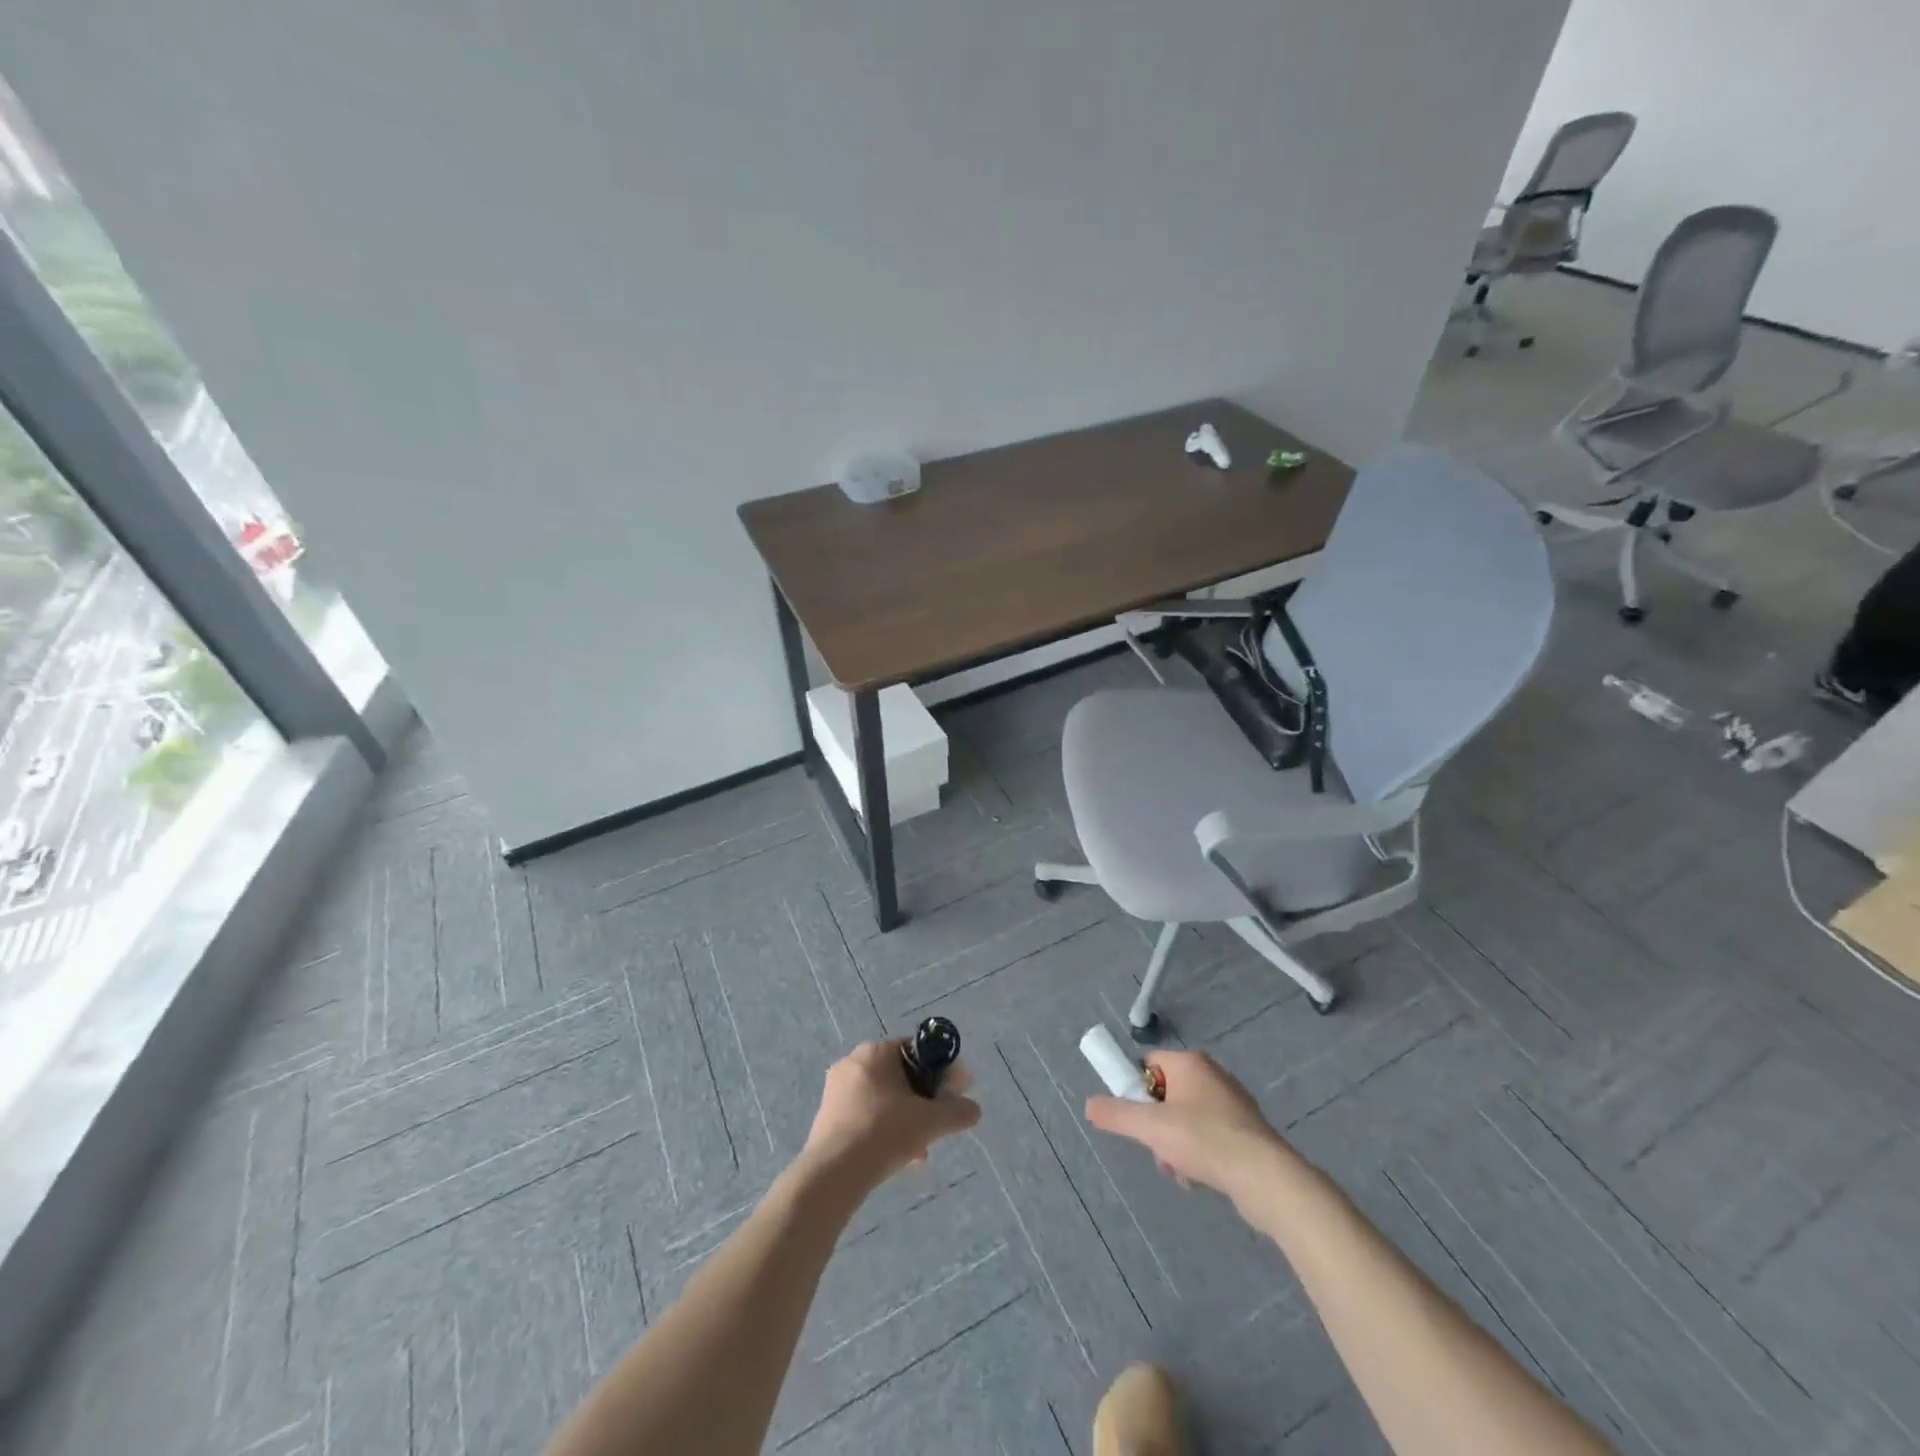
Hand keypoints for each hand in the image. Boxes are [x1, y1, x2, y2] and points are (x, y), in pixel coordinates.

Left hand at [800, 1039, 980, 1190]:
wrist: (833, 1173)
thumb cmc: (884, 1132)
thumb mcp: (930, 1121)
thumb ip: (957, 1111)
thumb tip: (974, 1109)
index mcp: (876, 1051)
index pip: (916, 1050)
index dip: (940, 1071)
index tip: (955, 1093)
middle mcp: (853, 1062)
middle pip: (900, 1077)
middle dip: (923, 1101)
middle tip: (938, 1125)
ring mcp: (836, 1090)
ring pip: (883, 1099)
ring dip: (906, 1119)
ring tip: (920, 1151)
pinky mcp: (827, 1117)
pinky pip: (865, 1115)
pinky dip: (884, 1129)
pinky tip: (897, 1158)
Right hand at [1084, 1049, 1300, 1205]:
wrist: (1265, 1177)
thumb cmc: (1204, 1140)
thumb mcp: (1150, 1128)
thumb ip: (1116, 1115)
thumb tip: (1089, 1105)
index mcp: (1189, 1063)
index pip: (1148, 1063)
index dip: (1136, 1090)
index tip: (1134, 1118)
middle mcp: (1211, 1075)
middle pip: (1166, 1095)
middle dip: (1156, 1126)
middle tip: (1158, 1149)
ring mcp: (1231, 1103)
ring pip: (1186, 1120)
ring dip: (1175, 1146)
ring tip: (1181, 1171)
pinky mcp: (1246, 1131)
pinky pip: (1208, 1137)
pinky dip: (1199, 1156)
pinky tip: (1200, 1178)